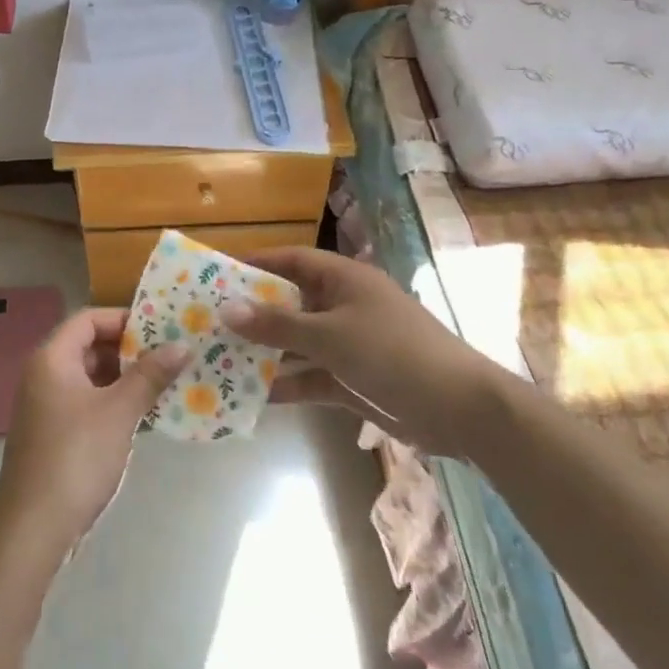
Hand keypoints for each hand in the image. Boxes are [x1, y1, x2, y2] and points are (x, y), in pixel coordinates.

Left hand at [0, 308, 189, 552]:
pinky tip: (147, 415)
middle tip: (171, 355)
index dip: (124, 319)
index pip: (89, 319)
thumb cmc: (76, 457)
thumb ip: (150, 375)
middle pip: (90, 346)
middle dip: (131, 350)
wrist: (34, 526)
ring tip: (168, 383)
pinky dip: (115, 404)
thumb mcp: (119, 411)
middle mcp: (45, 375)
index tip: (161, 329)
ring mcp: (48, 406)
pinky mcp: (55, 434)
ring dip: (126, 379)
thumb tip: (182, 345)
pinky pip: (89, 404)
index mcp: (52, 358)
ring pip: (92, 378)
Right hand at [222, 247, 508, 458]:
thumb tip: (227, 308)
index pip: (292, 260)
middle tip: (209, 320)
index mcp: (344, 279)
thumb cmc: (392, 353)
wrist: (459, 408)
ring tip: (221, 358)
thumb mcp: (329, 335)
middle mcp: (344, 306)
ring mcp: (349, 344)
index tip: (218, 272)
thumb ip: (277, 324)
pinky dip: (288, 383)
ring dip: (266, 351)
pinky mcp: (353, 379)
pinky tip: (254, 395)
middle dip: (254, 313)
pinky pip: (311, 376)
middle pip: (291, 302)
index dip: (257, 263)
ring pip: (298, 342)